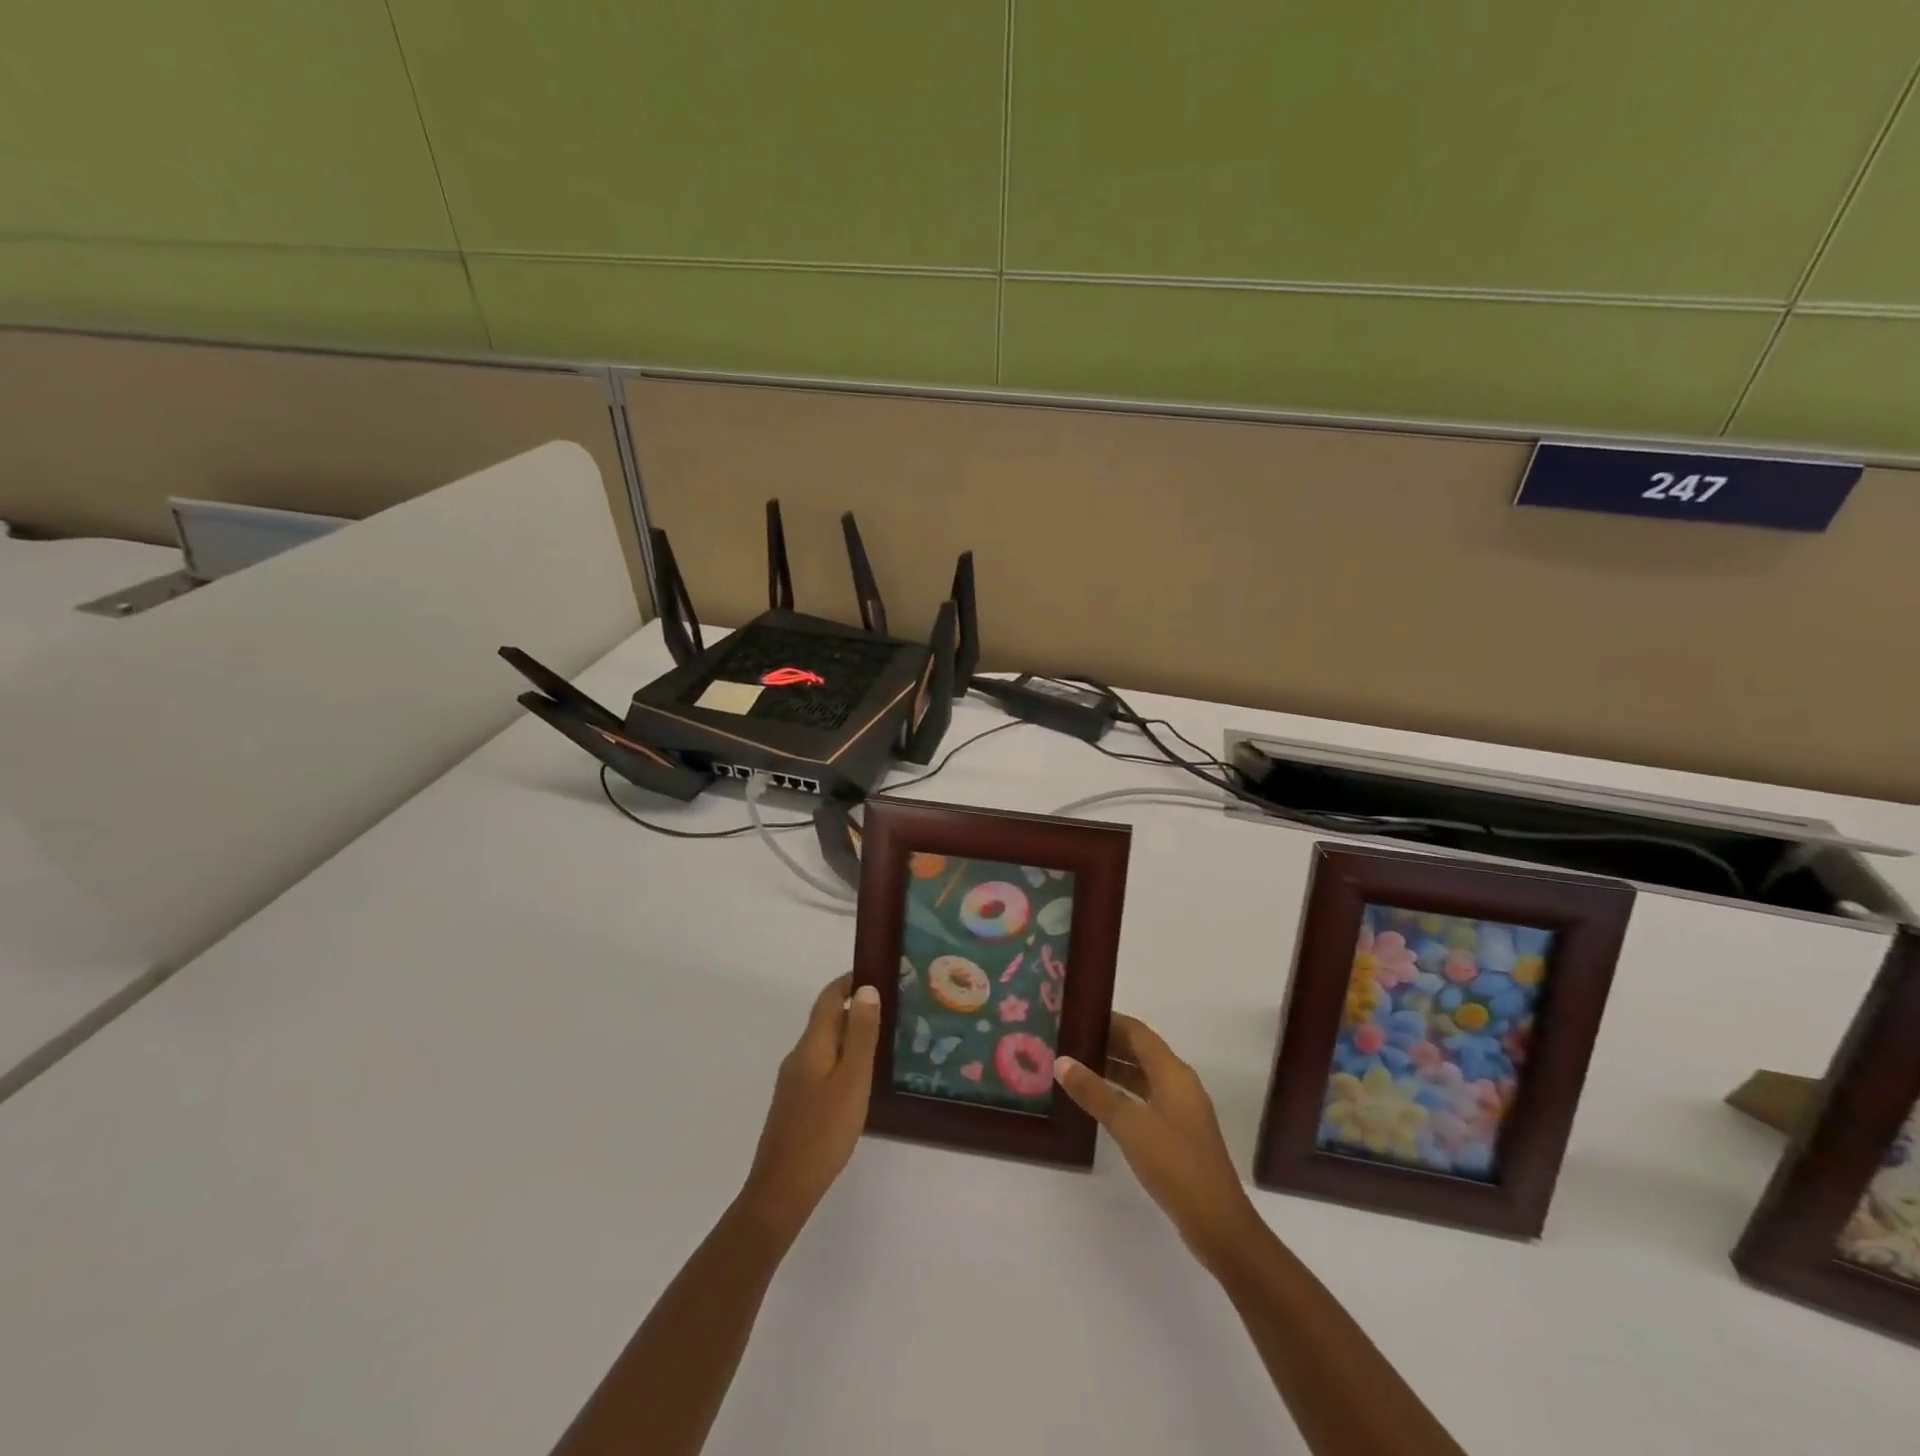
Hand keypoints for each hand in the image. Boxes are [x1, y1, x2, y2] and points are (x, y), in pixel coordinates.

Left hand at [740, 973, 880, 1240]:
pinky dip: (842, 1059)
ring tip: (883, 1041)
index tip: (877, 972)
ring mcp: (794, 1081)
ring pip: (824, 1045)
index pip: (828, 998)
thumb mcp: (852, 1080)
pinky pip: (822, 1066)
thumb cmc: (823, 1131)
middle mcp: (798, 1056)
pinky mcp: (796, 1104)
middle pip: (826, 1020)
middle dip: (855, 1008)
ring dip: (850, 1035)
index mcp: (811, 1045)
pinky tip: (860, 1079)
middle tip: (892, 1009)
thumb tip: (866, 989)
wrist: (782, 1190)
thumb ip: (860, 1035)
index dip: (849, 981)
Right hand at [1056, 1013, 1263, 1269]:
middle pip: (1141, 1051)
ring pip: (1143, 1076)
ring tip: (1077, 1067)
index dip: (1109, 1020)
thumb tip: (1061, 1061)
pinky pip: (1146, 1098)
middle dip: (1108, 1043)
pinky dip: (1123, 1093)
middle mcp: (1179, 1083)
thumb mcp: (1129, 1124)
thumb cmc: (1174, 1163)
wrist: (1217, 1222)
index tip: (1077, 1014)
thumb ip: (1094, 1092)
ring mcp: (1181, 1109)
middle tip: (1070, 1039)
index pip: (1137, 1032)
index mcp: (1173, 1072)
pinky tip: (1100, 1103)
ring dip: (1114, 1069)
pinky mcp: (1178, 1132)